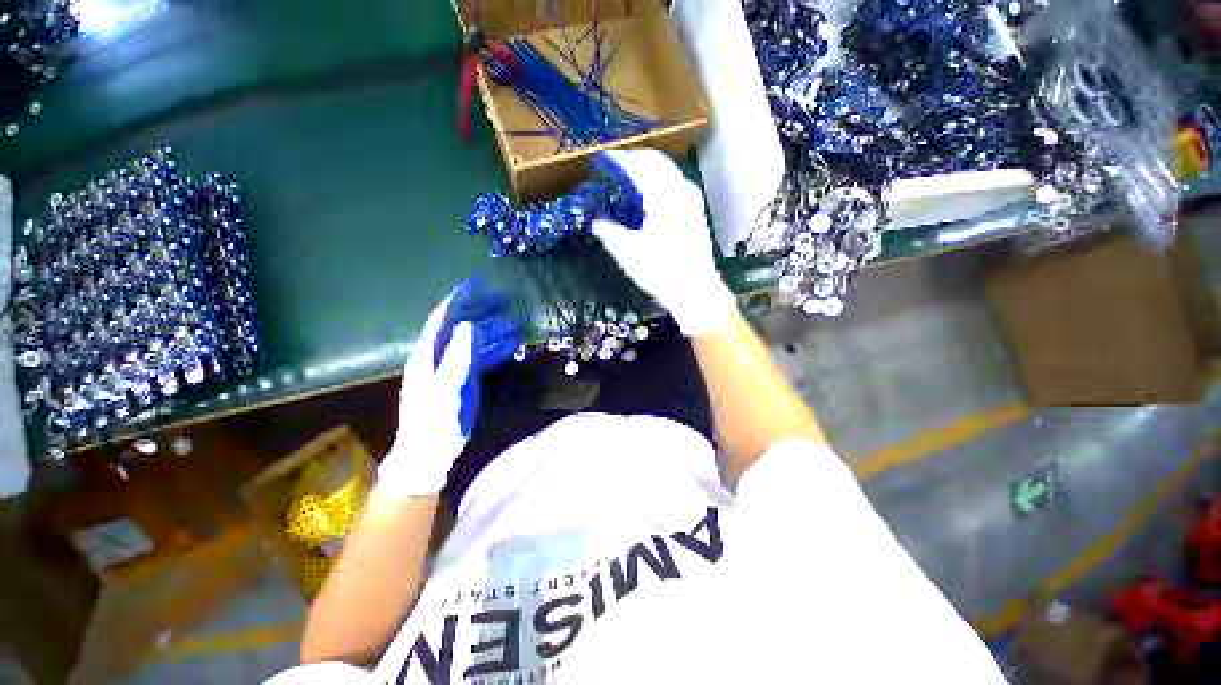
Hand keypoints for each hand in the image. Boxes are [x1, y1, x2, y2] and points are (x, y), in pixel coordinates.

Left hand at [378, 276, 519, 496]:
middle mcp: (440, 356)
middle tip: (507, 299)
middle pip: (462, 325)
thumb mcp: (446, 389)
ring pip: (475, 341)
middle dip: (483, 310)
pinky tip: (513, 345)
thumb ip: (457, 357)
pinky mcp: (465, 380)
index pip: (443, 317)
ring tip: (517, 320)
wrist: (429, 455)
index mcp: (429, 354)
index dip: (460, 298)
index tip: (478, 282)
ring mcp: (453, 368)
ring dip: (494, 330)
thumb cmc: (434, 422)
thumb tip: (468, 326)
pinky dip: (496, 349)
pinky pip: (482, 357)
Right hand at [592, 149, 735, 336]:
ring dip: (649, 168)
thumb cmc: (661, 272)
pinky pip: (676, 183)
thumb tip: (596, 221)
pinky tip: (651, 194)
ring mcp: (692, 200)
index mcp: (662, 197)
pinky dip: (661, 180)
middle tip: (614, 166)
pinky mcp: (696, 212)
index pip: (639, 165)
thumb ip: (609, 232)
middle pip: (656, 161)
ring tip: (630, 176)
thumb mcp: (628, 254)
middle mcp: (680, 191)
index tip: (602, 160)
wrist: (696, 291)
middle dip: (634, 159)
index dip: (619, 160)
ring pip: (669, 171)